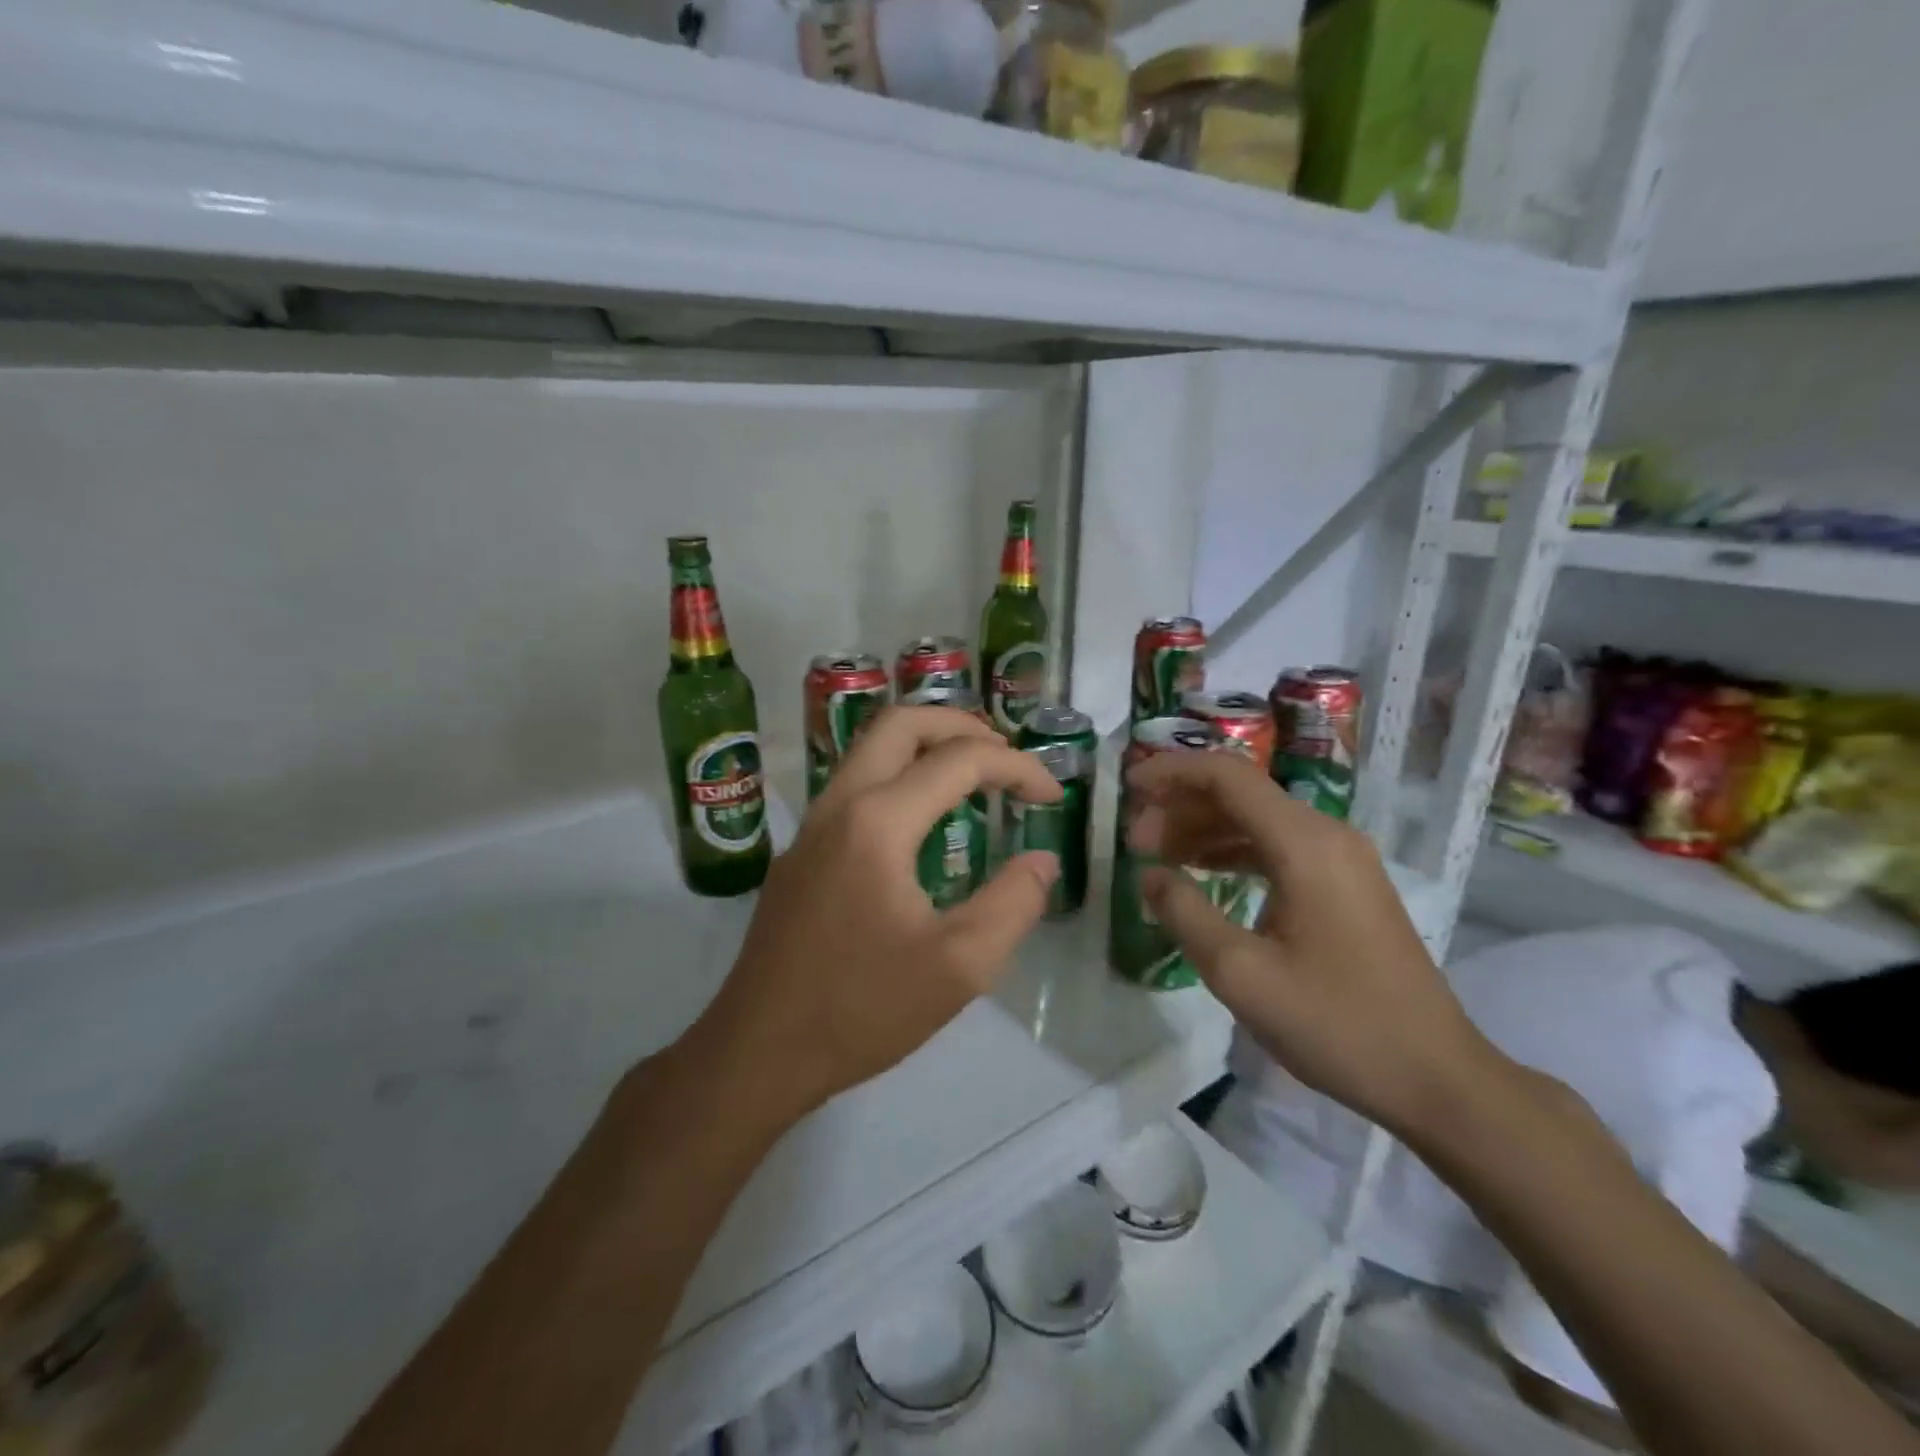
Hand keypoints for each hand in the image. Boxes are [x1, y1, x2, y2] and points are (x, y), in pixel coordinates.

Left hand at [697, 706, 1062, 1119]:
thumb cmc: (861, 1009)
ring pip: (870, 749)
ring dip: (925, 745)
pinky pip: (854, 785)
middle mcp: (839, 805)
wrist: (758, 1051)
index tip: (1052, 797)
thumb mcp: (960, 967)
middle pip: (901, 723)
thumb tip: (1041, 860)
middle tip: (1006, 757)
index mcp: (878, 822)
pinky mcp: (799, 852)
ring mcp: (811, 826)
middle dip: (962, 725)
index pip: (960, 760)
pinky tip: (923, 821)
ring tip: (972, 776)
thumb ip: (1014, 904)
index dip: (1017, 767)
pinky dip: (899, 775)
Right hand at [1126, 749, 1495, 1135]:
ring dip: (1204, 829)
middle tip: (1135, 840)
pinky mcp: (1346, 885)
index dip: (1172, 773)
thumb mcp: (1240, 973)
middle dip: (1181, 806)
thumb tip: (1148, 874)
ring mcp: (1342, 859)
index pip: (1227, 776)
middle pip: (1241, 793)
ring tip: (1157, 857)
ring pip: (1258, 820)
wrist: (1435, 1076)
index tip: (1128, 790)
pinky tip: (1202, 874)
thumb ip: (1184, 913)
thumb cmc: (1336, 1023)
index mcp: (1304, 843)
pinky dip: (1233, 851)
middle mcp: (1326, 835)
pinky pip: (1278, 847)